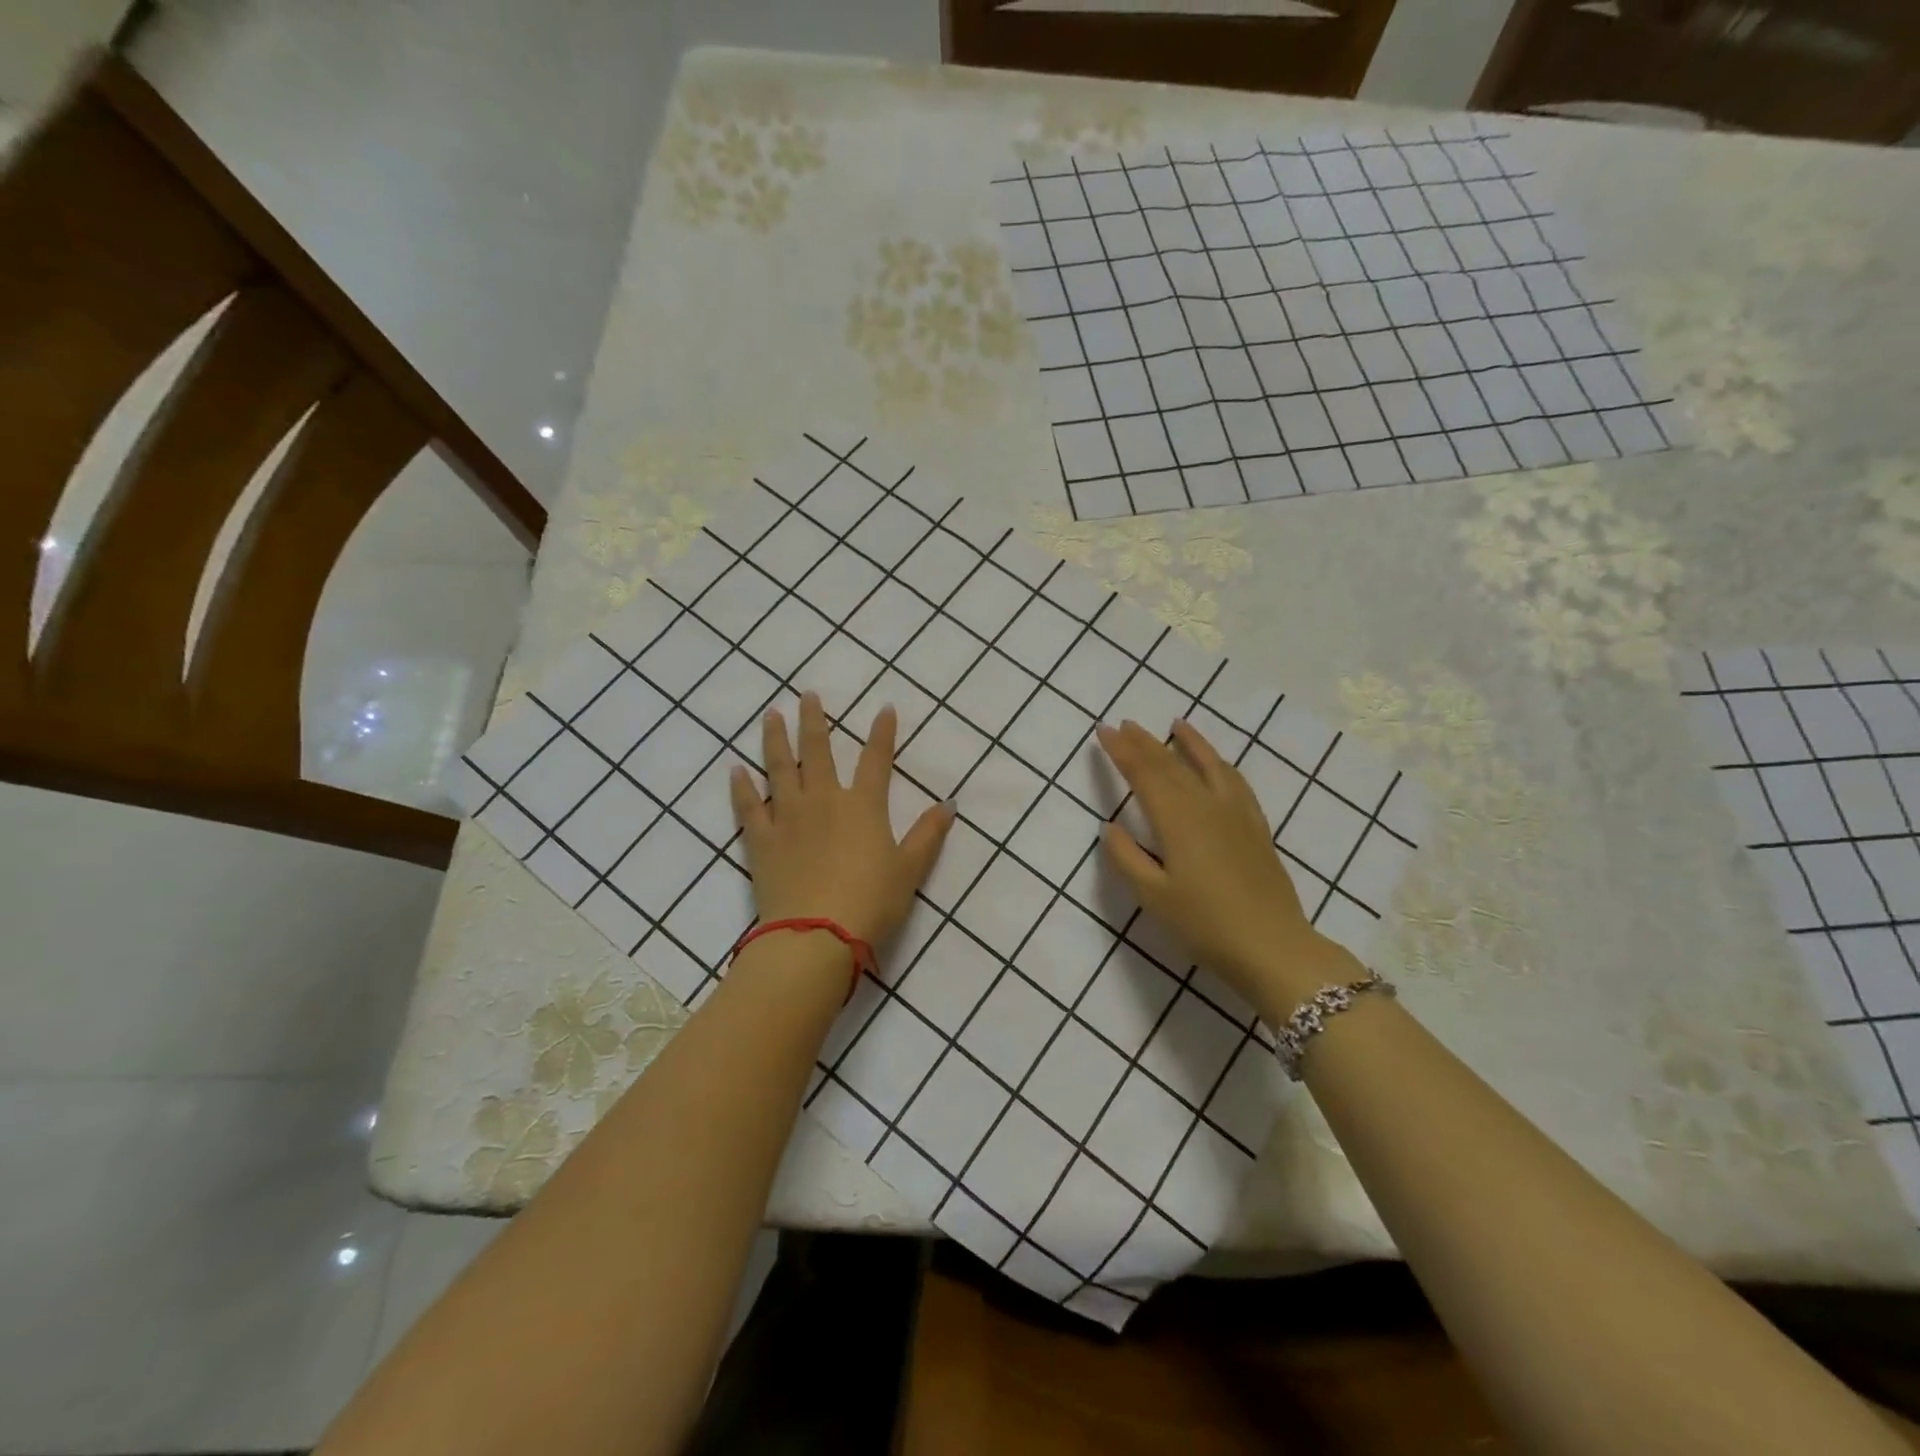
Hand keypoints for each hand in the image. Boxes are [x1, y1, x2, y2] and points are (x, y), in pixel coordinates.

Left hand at [729, 693, 953, 950]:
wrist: (816, 934)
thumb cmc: (871, 901)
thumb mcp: (909, 869)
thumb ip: (928, 834)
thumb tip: (949, 805)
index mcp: (863, 806)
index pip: (876, 760)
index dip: (882, 733)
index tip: (885, 708)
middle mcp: (823, 800)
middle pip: (818, 751)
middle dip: (815, 720)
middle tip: (807, 694)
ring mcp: (788, 817)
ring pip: (780, 768)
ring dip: (776, 739)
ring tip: (771, 714)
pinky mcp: (761, 840)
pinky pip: (748, 807)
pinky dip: (741, 788)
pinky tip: (735, 770)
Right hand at [1096, 718, 1360, 1016]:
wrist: (1272, 947)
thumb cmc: (1205, 925)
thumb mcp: (1154, 897)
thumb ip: (1127, 858)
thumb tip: (1110, 827)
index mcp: (1178, 821)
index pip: (1144, 775)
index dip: (1122, 752)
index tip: (1104, 731)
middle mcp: (1207, 807)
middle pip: (1172, 765)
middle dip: (1145, 743)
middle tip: (1125, 723)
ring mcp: (1236, 814)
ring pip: (1209, 766)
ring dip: (1189, 743)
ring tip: (1176, 724)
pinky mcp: (1256, 827)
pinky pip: (1236, 782)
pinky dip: (1220, 764)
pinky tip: (1217, 763)